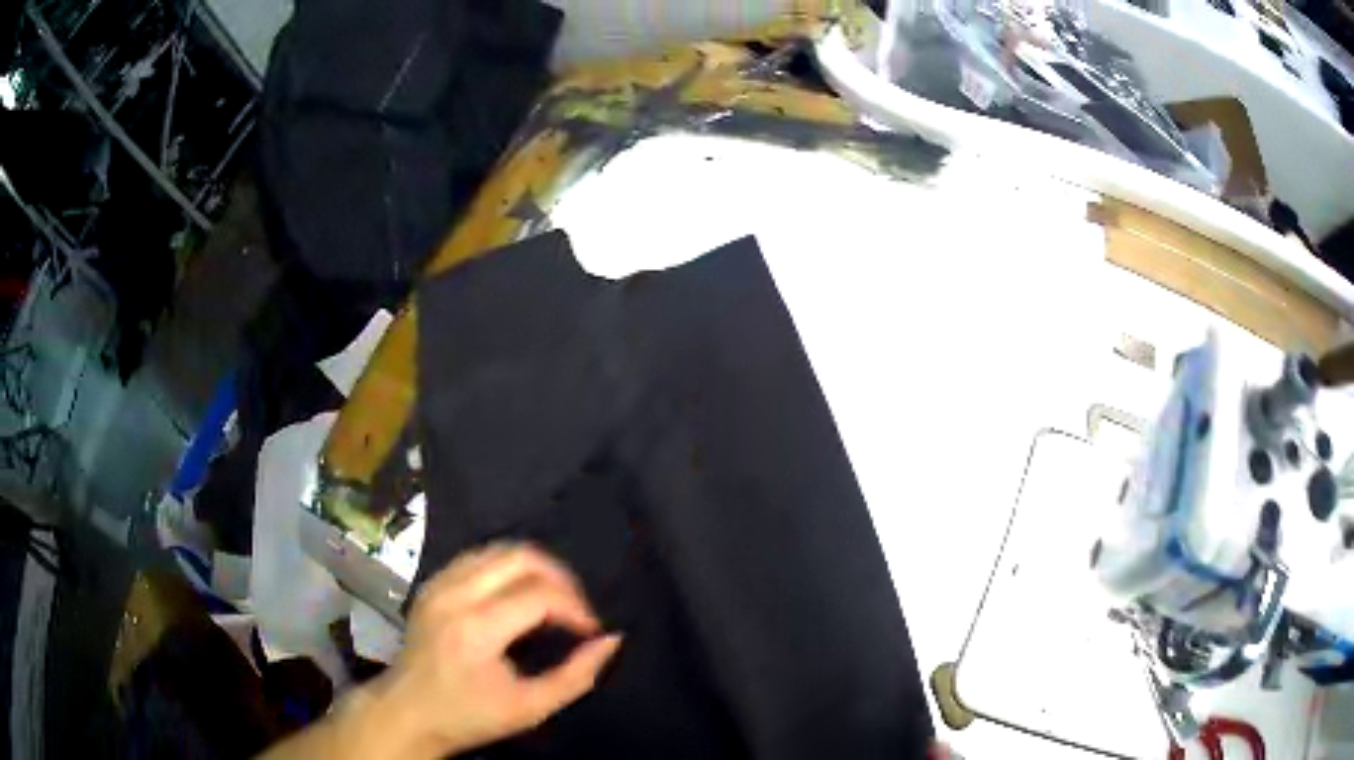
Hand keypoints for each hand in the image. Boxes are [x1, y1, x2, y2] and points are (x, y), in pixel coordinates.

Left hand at [378, 543, 622, 757]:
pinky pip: (477, 558)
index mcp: (477, 628)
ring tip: (552, 600)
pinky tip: (518, 595)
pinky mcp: (432, 584)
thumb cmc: (469, 716)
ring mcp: (439, 584)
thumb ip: (577, 676)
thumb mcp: (531, 708)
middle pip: (520, 556)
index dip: (576, 608)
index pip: (540, 594)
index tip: (591, 631)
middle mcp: (455, 594)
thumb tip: (611, 640)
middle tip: (576, 608)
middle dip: (560, 577)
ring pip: (498, 550)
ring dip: (534, 569)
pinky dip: (507, 568)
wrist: (408, 712)